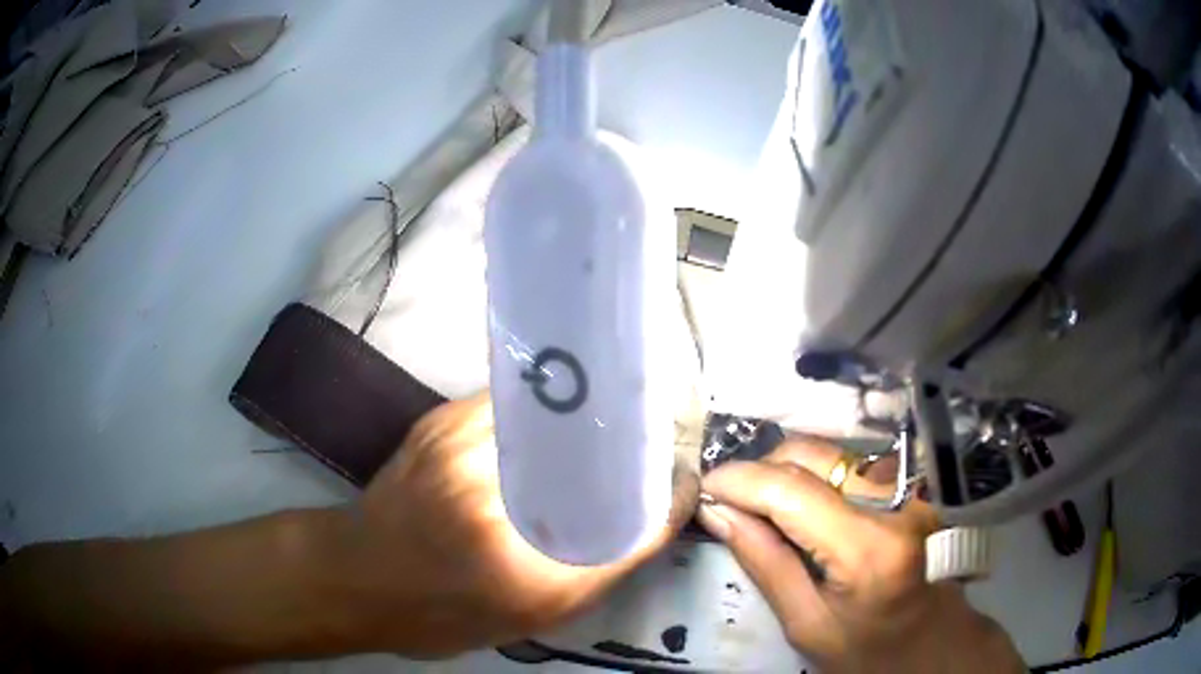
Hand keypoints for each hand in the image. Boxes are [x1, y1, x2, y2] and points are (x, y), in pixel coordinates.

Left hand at [340, 393, 699, 657]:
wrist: (356, 577)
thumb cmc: (440, 614)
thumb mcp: (527, 617)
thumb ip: (594, 571)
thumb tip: (648, 519)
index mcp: (518, 562)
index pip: (623, 516)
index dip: (663, 493)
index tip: (679, 482)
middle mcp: (492, 492)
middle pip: (591, 445)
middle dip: (631, 444)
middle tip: (648, 455)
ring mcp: (458, 443)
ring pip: (554, 414)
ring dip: (588, 420)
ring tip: (609, 436)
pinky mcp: (439, 420)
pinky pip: (514, 405)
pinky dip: (544, 414)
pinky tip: (553, 430)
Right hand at [697, 440, 1023, 673]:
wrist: (937, 642)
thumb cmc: (871, 651)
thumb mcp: (808, 625)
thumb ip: (764, 564)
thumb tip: (717, 512)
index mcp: (871, 549)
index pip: (792, 491)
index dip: (739, 481)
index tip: (702, 488)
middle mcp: (898, 500)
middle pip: (811, 455)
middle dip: (760, 471)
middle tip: (731, 504)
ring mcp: (912, 486)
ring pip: (830, 451)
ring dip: (787, 471)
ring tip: (764, 507)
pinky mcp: (915, 483)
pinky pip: (851, 462)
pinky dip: (816, 475)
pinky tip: (805, 506)